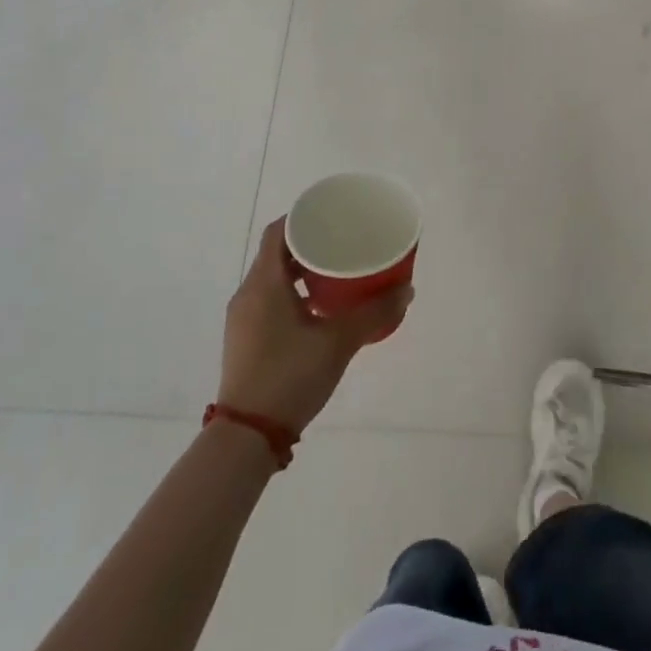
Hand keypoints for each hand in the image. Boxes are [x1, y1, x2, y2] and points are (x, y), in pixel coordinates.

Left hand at [216, 217, 411, 432]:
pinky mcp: (245, 340)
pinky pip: (269, 301)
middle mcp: (248, 294)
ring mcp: (243, 319)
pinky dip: (293, 295)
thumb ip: (373, 313)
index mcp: (265, 283)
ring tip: (336, 275)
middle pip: (276, 254)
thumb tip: (406, 290)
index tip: (331, 216)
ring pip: (273, 280)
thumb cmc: (289, 375)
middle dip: (309, 245)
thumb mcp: (338, 342)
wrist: (248, 435)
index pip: (278, 232)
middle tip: (342, 244)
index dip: (303, 217)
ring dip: (302, 273)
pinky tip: (319, 311)